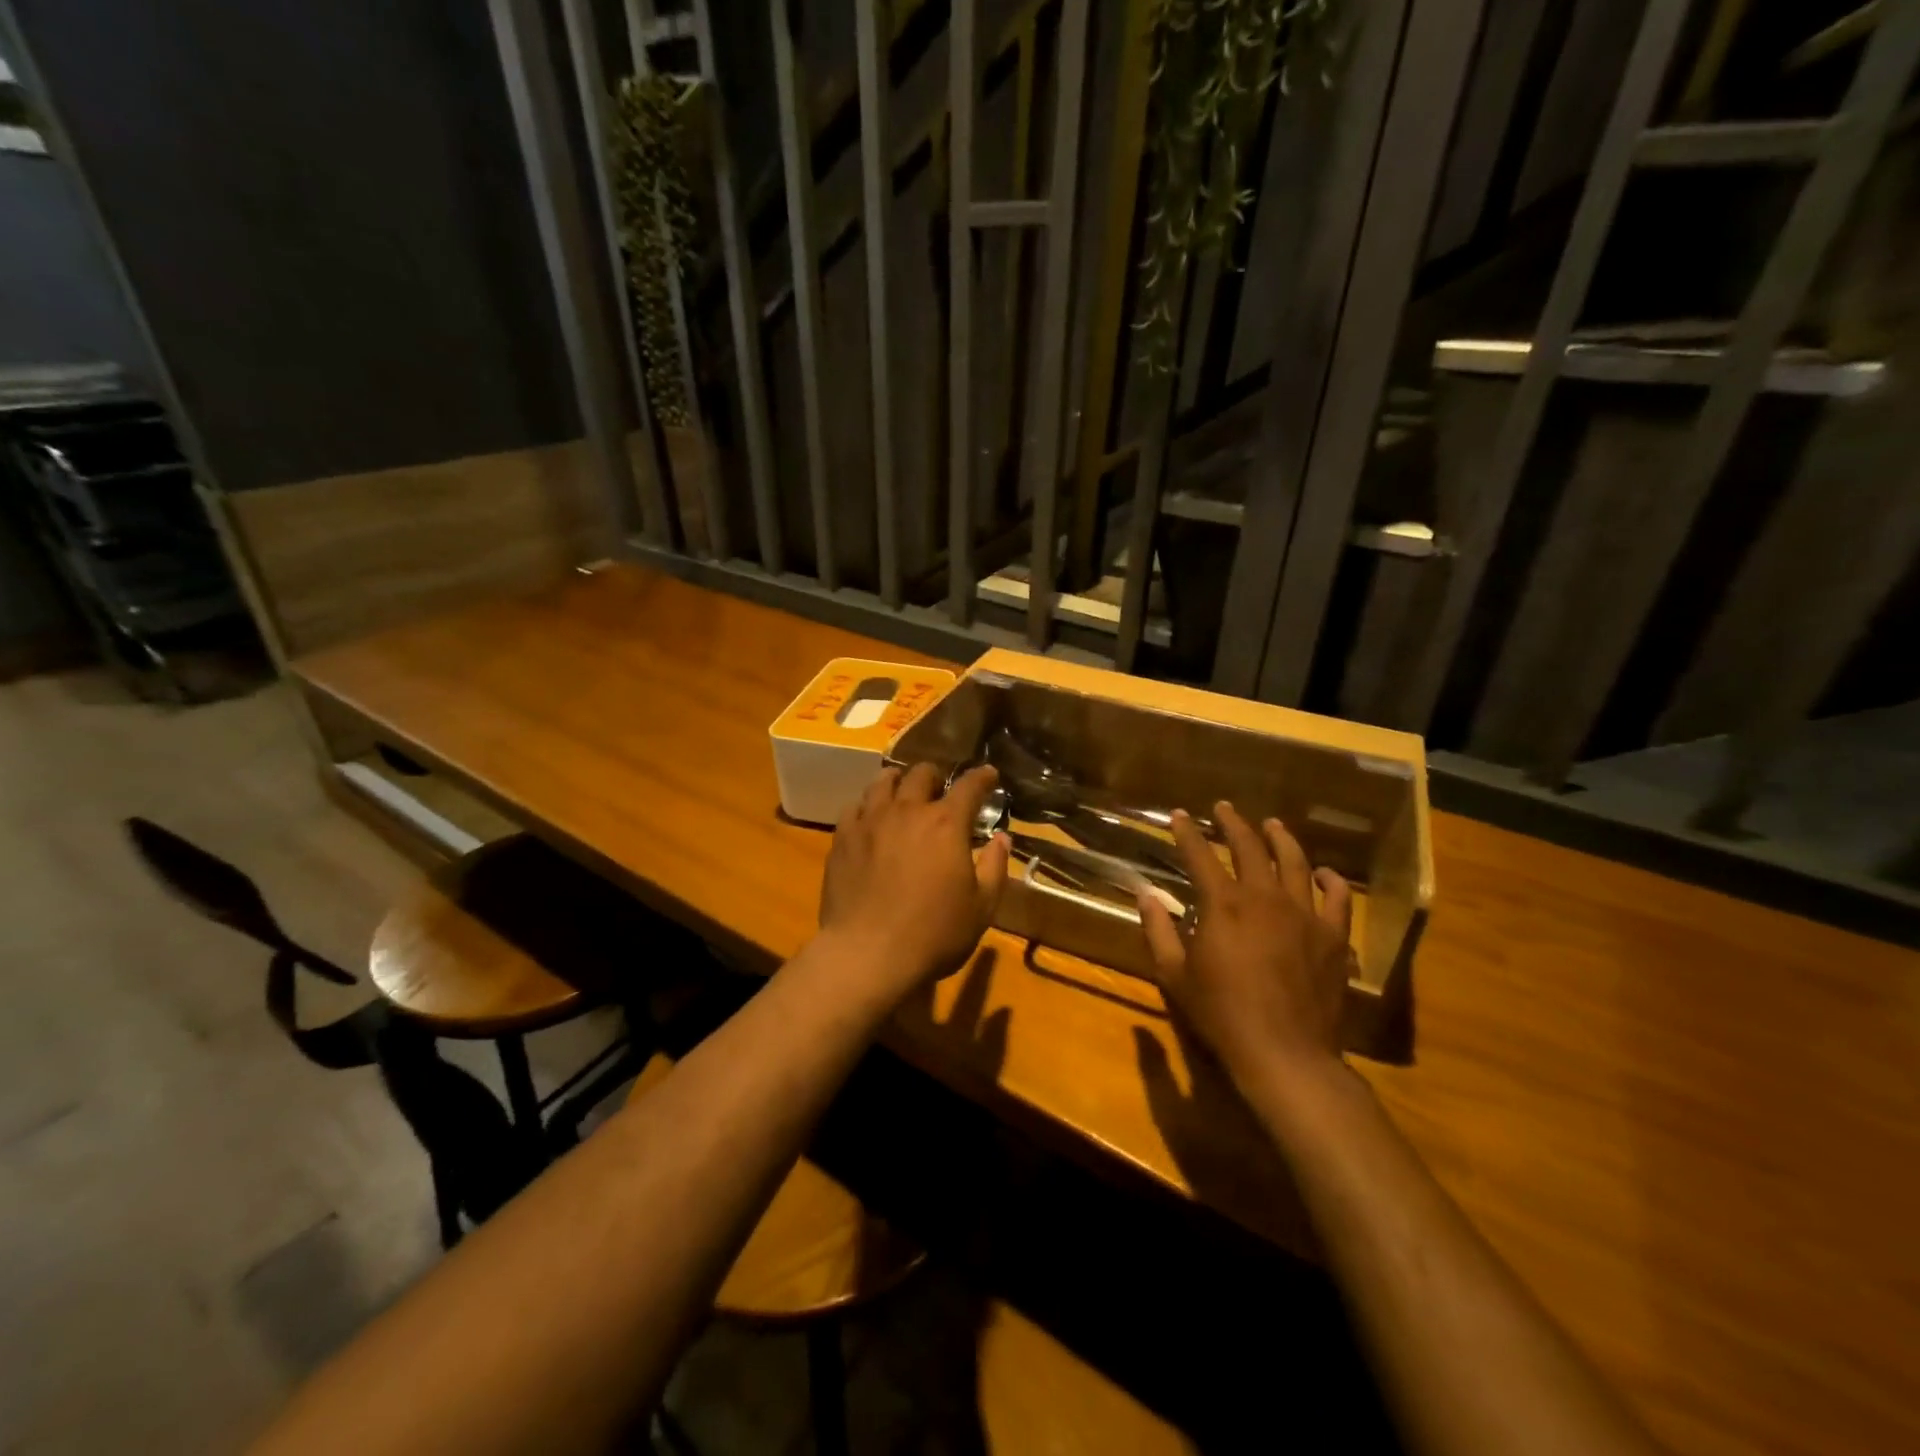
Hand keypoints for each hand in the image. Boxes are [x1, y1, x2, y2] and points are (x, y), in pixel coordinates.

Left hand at [817, 763, 1010, 1002]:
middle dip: (936, 776)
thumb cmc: (933, 934)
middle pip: (921, 774)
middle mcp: (907, 811)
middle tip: (940, 789)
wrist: (867, 954)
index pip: (969, 786)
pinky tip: (869, 818)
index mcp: (946, 824)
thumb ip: (994, 867)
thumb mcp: (981, 908)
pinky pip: (854, 807)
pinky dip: (868, 806)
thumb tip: (1001, 839)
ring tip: (902, 791)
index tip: (988, 773)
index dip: (981, 777)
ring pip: (883, 782)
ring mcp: (870, 821)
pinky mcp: (843, 838)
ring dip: (898, 781)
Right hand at [1137, 801, 1355, 1091]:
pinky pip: (1337, 898)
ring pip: (1294, 862)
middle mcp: (1264, 897)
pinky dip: (1330, 881)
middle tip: (1224, 808)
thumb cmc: (1221, 1013)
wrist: (1284, 1052)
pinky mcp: (1332, 936)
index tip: (1179, 815)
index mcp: (1224, 904)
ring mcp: (1304, 914)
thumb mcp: (1175, 974)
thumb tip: (1145, 895)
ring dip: (1280, 838)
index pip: (1200, 855)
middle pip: (1250, 848)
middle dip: (1233, 823)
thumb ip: (1158, 930)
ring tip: (1272, 824)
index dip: (1187, 832)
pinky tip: (1323, 873)